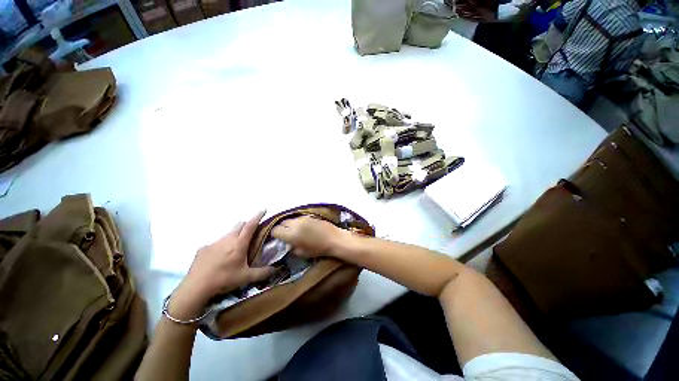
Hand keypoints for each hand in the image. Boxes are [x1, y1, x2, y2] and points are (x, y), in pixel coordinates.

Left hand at [169, 211, 274, 320]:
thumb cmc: (224, 279)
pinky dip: (221, 247)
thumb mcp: (246, 278)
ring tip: (235, 250)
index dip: (258, 216)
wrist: (196, 287)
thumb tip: (276, 269)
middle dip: (247, 225)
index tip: (263, 209)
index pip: (251, 225)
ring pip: (228, 234)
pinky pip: (216, 244)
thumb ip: (263, 273)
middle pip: (239, 225)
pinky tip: (219, 259)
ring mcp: (214, 243)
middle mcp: (227, 239)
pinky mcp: (203, 249)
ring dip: (234, 237)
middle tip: (251, 234)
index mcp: (239, 243)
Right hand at [270, 216, 344, 257]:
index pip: (275, 230)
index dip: (275, 235)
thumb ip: (291, 248)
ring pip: (290, 219)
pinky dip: (297, 222)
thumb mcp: (302, 253)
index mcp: (291, 234)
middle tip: (285, 235)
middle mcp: (295, 223)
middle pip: (282, 222)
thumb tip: (287, 244)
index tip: (278, 239)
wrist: (334, 239)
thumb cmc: (318, 249)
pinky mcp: (310, 215)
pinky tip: (302, 227)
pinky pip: (299, 218)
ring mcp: (303, 218)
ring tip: (294, 230)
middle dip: (281, 228)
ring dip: (289, 224)